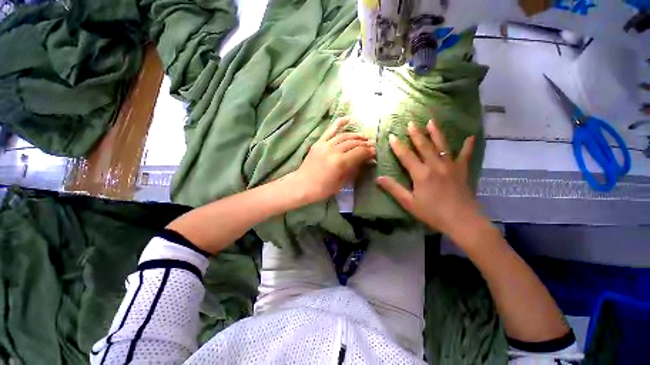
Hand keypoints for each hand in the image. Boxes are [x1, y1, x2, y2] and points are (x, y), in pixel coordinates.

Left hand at [293, 116, 375, 202]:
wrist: (302, 185)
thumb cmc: (322, 189)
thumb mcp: (341, 183)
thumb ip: (354, 170)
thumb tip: (366, 161)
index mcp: (340, 162)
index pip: (359, 152)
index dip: (369, 152)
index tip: (374, 153)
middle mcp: (334, 150)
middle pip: (354, 143)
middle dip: (364, 144)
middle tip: (371, 145)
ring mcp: (325, 144)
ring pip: (345, 136)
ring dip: (356, 135)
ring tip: (364, 137)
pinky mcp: (319, 142)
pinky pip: (330, 130)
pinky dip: (340, 123)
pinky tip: (349, 119)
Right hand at [377, 120, 480, 236]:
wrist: (462, 221)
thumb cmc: (433, 213)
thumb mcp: (409, 203)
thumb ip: (394, 189)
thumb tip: (378, 178)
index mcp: (421, 174)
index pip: (406, 156)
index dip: (397, 146)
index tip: (391, 136)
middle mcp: (435, 165)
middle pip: (424, 146)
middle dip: (416, 134)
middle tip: (411, 122)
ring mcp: (450, 166)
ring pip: (442, 145)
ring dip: (436, 132)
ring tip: (431, 121)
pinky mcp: (462, 171)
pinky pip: (465, 155)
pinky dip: (468, 146)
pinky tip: (470, 137)